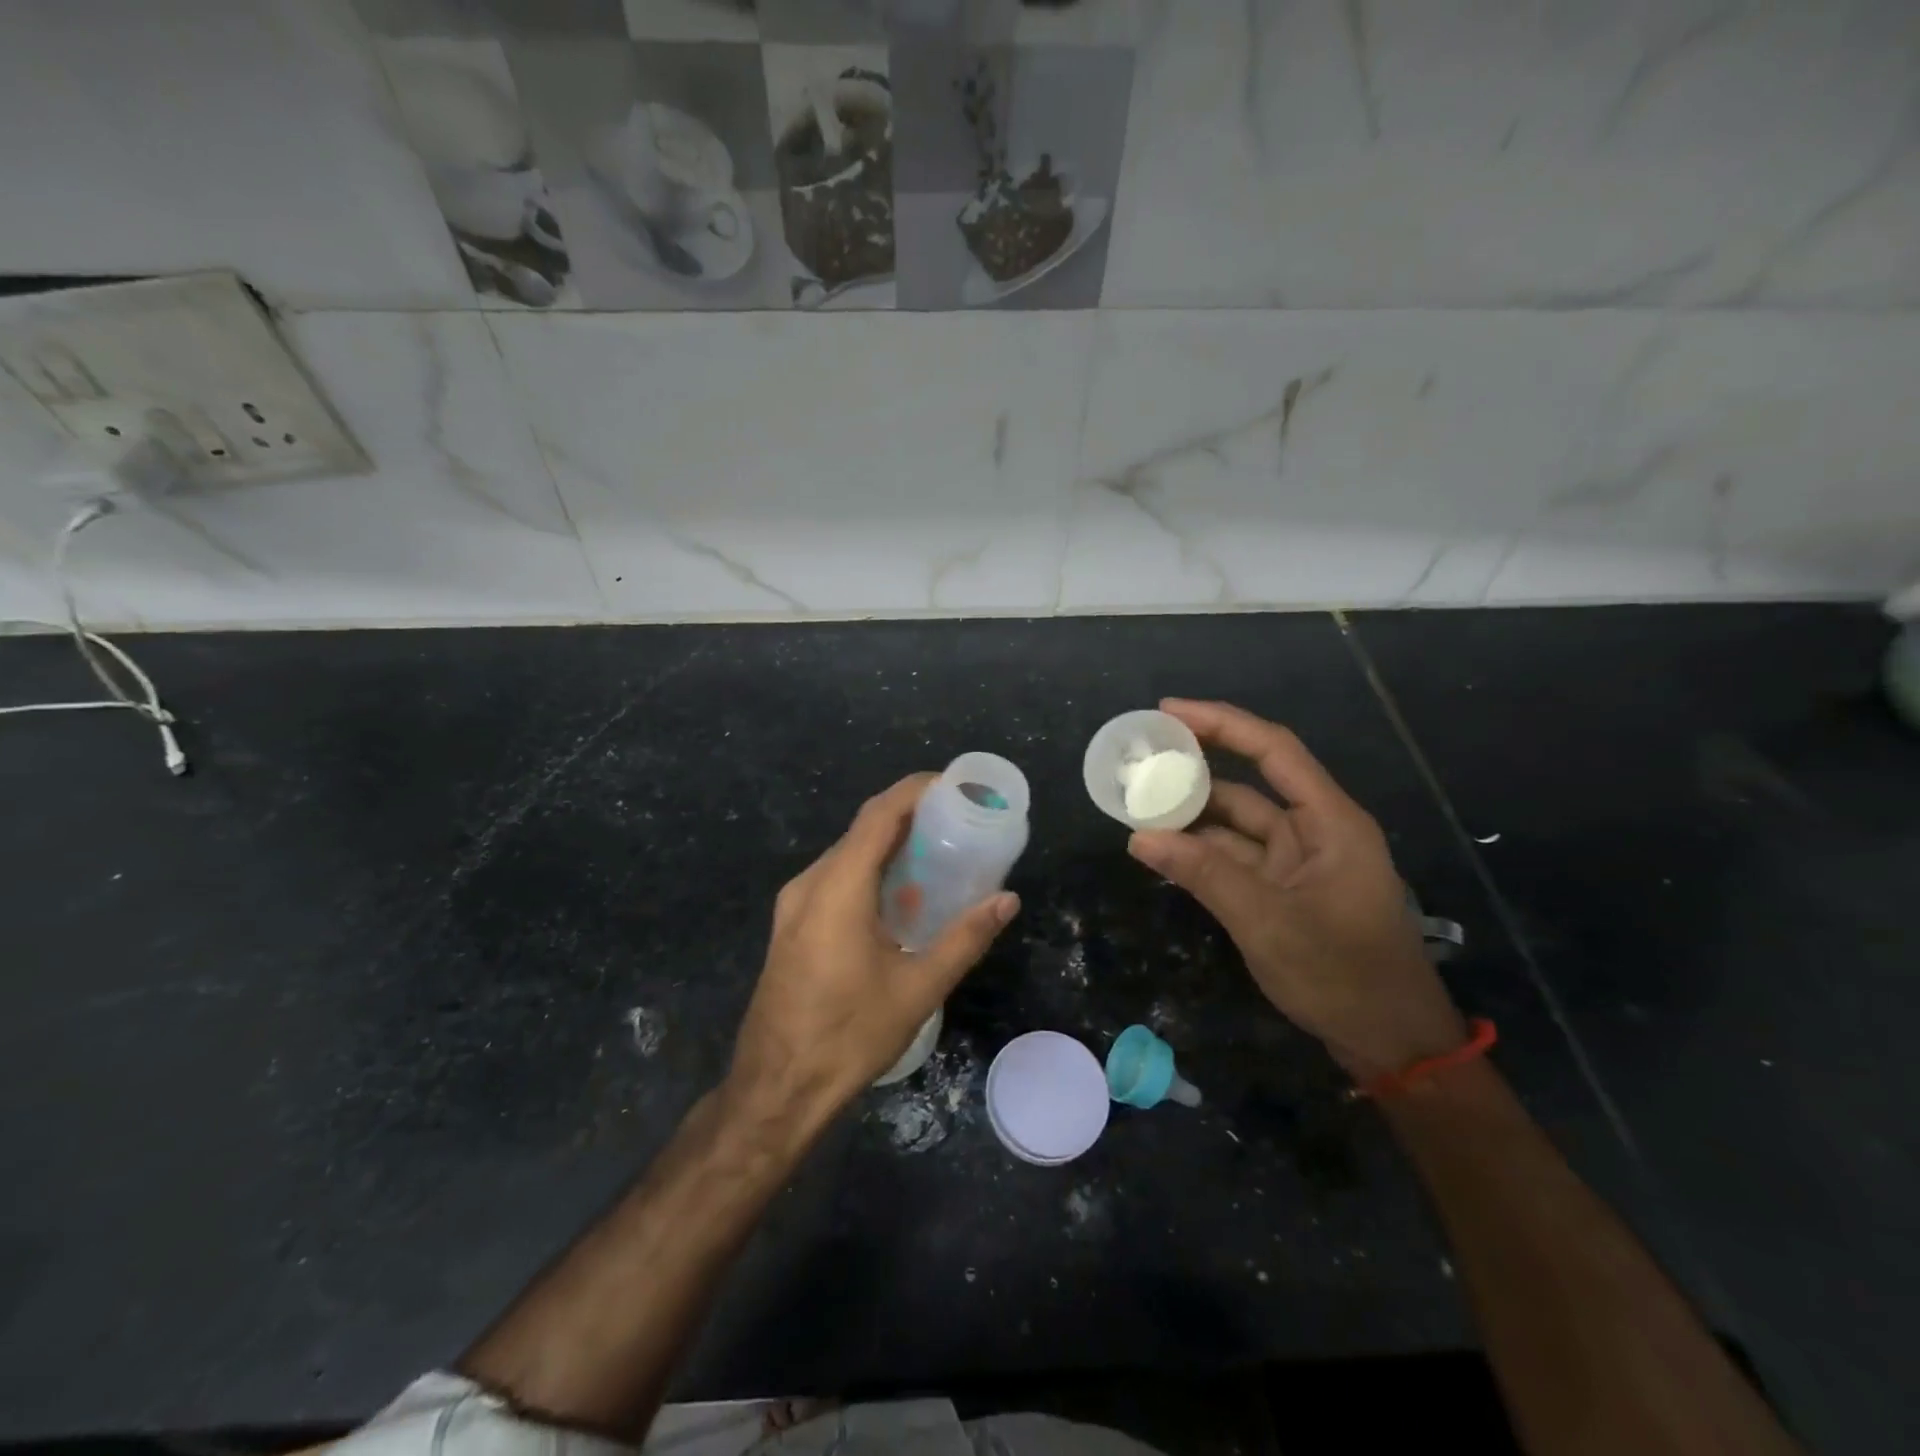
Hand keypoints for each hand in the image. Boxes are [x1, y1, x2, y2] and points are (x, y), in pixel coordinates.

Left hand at [725, 774, 1019, 1132]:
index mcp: (838, 887)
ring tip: (937, 852)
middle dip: (908, 816)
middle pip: (862, 830)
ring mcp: (793, 905)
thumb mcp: (917, 988)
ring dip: (888, 845)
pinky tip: (899, 895)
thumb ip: (965, 938)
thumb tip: (1008, 900)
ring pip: (846, 854)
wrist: (776, 1089)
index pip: (879, 815)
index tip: (954, 786)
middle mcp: (810, 884)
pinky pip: (834, 879)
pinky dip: (869, 871)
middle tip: (957, 821)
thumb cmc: (848, 1036)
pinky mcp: (791, 925)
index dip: (915, 791)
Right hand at [1127, 699, 1465, 1081]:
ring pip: (1237, 824)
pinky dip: (1201, 853)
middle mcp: (1314, 831)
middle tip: (1140, 761)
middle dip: (1196, 771)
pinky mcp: (1285, 891)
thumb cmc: (1343, 975)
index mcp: (1329, 822)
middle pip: (1249, 783)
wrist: (1391, 1044)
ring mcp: (1298, 863)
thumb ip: (1203, 874)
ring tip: (1139, 805)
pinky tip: (1164, 850)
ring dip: (1192, 817)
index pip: (1273, 751)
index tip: (1168, 711)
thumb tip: (1140, 836)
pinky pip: (1235, 858)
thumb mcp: (1268, 922)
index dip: (1222, 723)